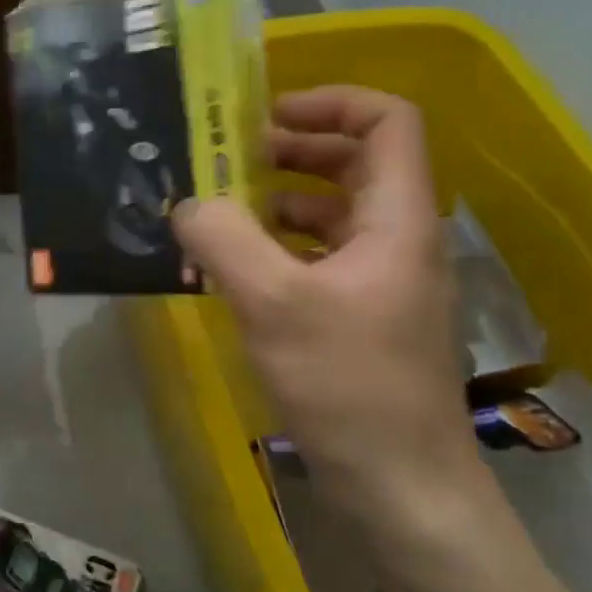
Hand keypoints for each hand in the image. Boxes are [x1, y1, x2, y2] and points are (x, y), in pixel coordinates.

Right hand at [173, 86, 486, 541]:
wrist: (404, 490)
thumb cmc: (350, 386)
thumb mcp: (273, 304)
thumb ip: (223, 240)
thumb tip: (188, 204)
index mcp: (397, 218)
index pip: (387, 121)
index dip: (330, 101)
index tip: (265, 116)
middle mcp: (398, 237)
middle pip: (355, 160)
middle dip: (291, 149)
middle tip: (227, 160)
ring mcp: (383, 279)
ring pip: (333, 211)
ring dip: (278, 199)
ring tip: (219, 212)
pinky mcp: (364, 315)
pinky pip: (320, 256)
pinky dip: (279, 246)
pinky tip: (235, 268)